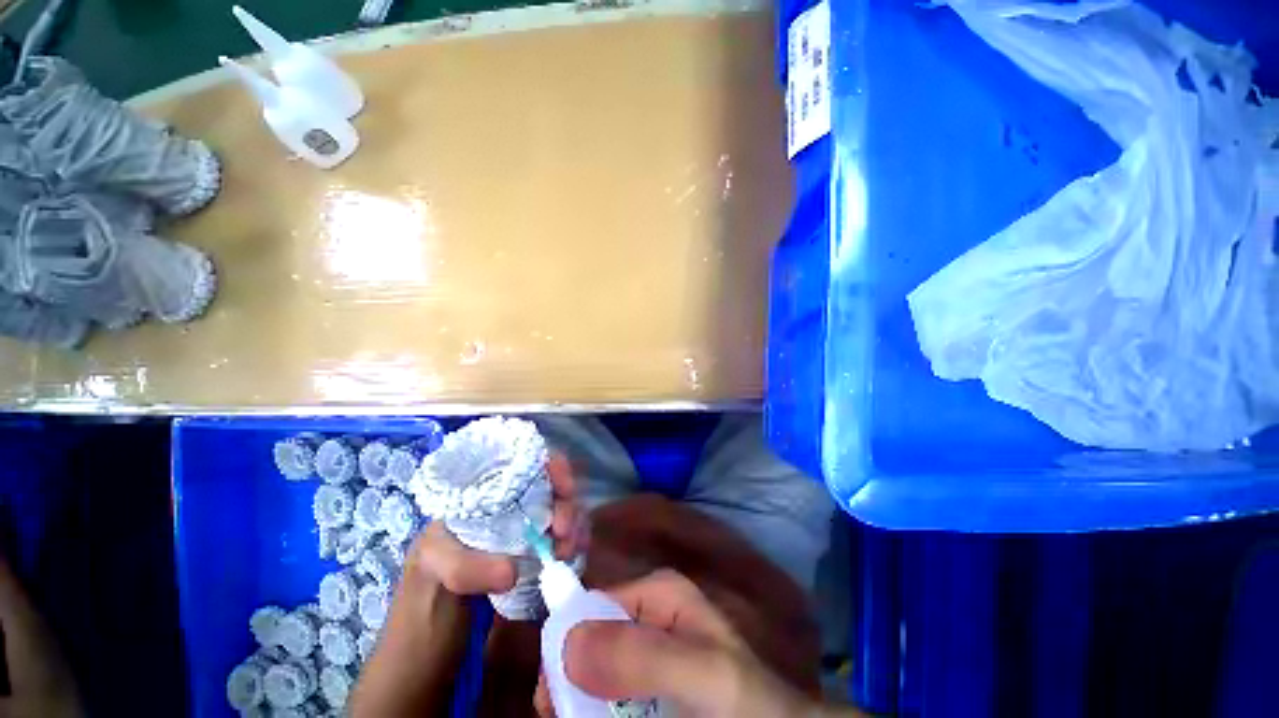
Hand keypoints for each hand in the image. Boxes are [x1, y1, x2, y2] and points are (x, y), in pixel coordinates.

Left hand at [353, 452, 585, 716]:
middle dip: (565, 502)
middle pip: (548, 486)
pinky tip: (572, 557)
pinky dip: (573, 542)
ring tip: (568, 551)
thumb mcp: (431, 577)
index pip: (521, 463)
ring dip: (573, 525)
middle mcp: (503, 508)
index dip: (549, 466)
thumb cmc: (420, 608)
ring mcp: (520, 532)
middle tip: (564, 532)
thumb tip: (514, 569)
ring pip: (559, 511)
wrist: (427, 660)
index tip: (565, 487)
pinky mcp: (534, 558)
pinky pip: (561, 539)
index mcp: (477, 498)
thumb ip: (463, 567)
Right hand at [533, 569, 815, 717]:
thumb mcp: (700, 672)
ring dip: (579, 699)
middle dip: (569, 677)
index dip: (566, 644)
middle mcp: (646, 614)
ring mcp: (647, 649)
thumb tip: (568, 643)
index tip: (549, 693)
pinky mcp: (650, 681)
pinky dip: (596, 709)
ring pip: (595, 668)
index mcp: (655, 593)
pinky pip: (611, 691)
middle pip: (589, 639)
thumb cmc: (743, 699)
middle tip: (556, 715)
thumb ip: (640, 654)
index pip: (591, 605)